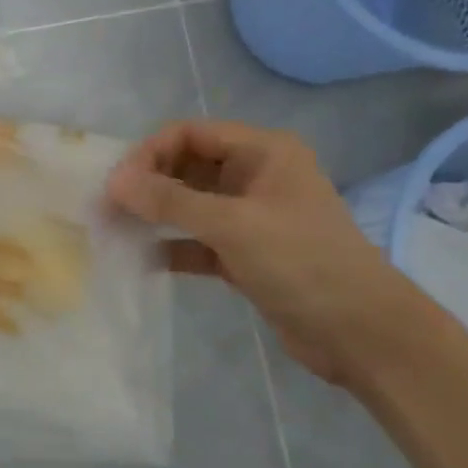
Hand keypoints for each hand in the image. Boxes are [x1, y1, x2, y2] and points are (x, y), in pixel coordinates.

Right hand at [107, 120, 421, 385]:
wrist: (361, 333)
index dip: (150, 153)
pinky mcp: (245, 255)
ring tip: (114, 232)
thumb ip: (170, 201)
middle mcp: (255, 176)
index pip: (191, 134)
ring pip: (189, 206)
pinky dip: (171, 248)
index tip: (117, 184)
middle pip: (187, 168)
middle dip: (147, 185)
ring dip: (154, 216)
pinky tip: (141, 261)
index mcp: (263, 152)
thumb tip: (113, 181)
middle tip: (106, 210)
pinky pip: (197, 241)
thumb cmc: (301, 262)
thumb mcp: (232, 225)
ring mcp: (250, 217)